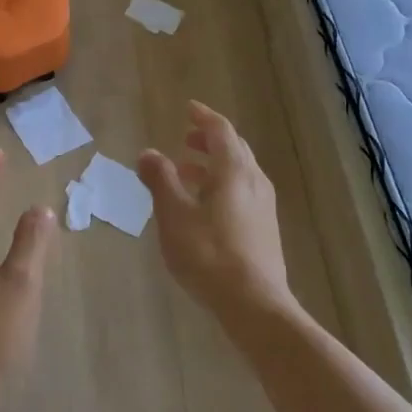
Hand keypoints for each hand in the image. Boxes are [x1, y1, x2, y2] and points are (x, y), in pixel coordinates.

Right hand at [140, 101, 292, 318]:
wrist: (254, 303)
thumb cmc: (209, 254)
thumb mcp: (174, 216)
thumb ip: (161, 180)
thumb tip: (147, 153)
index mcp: (234, 171)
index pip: (221, 131)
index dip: (204, 118)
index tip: (188, 109)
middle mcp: (254, 181)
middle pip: (234, 149)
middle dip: (209, 140)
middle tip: (185, 139)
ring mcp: (263, 206)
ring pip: (239, 172)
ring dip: (213, 165)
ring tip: (186, 173)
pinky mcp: (264, 228)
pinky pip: (242, 192)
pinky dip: (221, 185)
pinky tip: (203, 206)